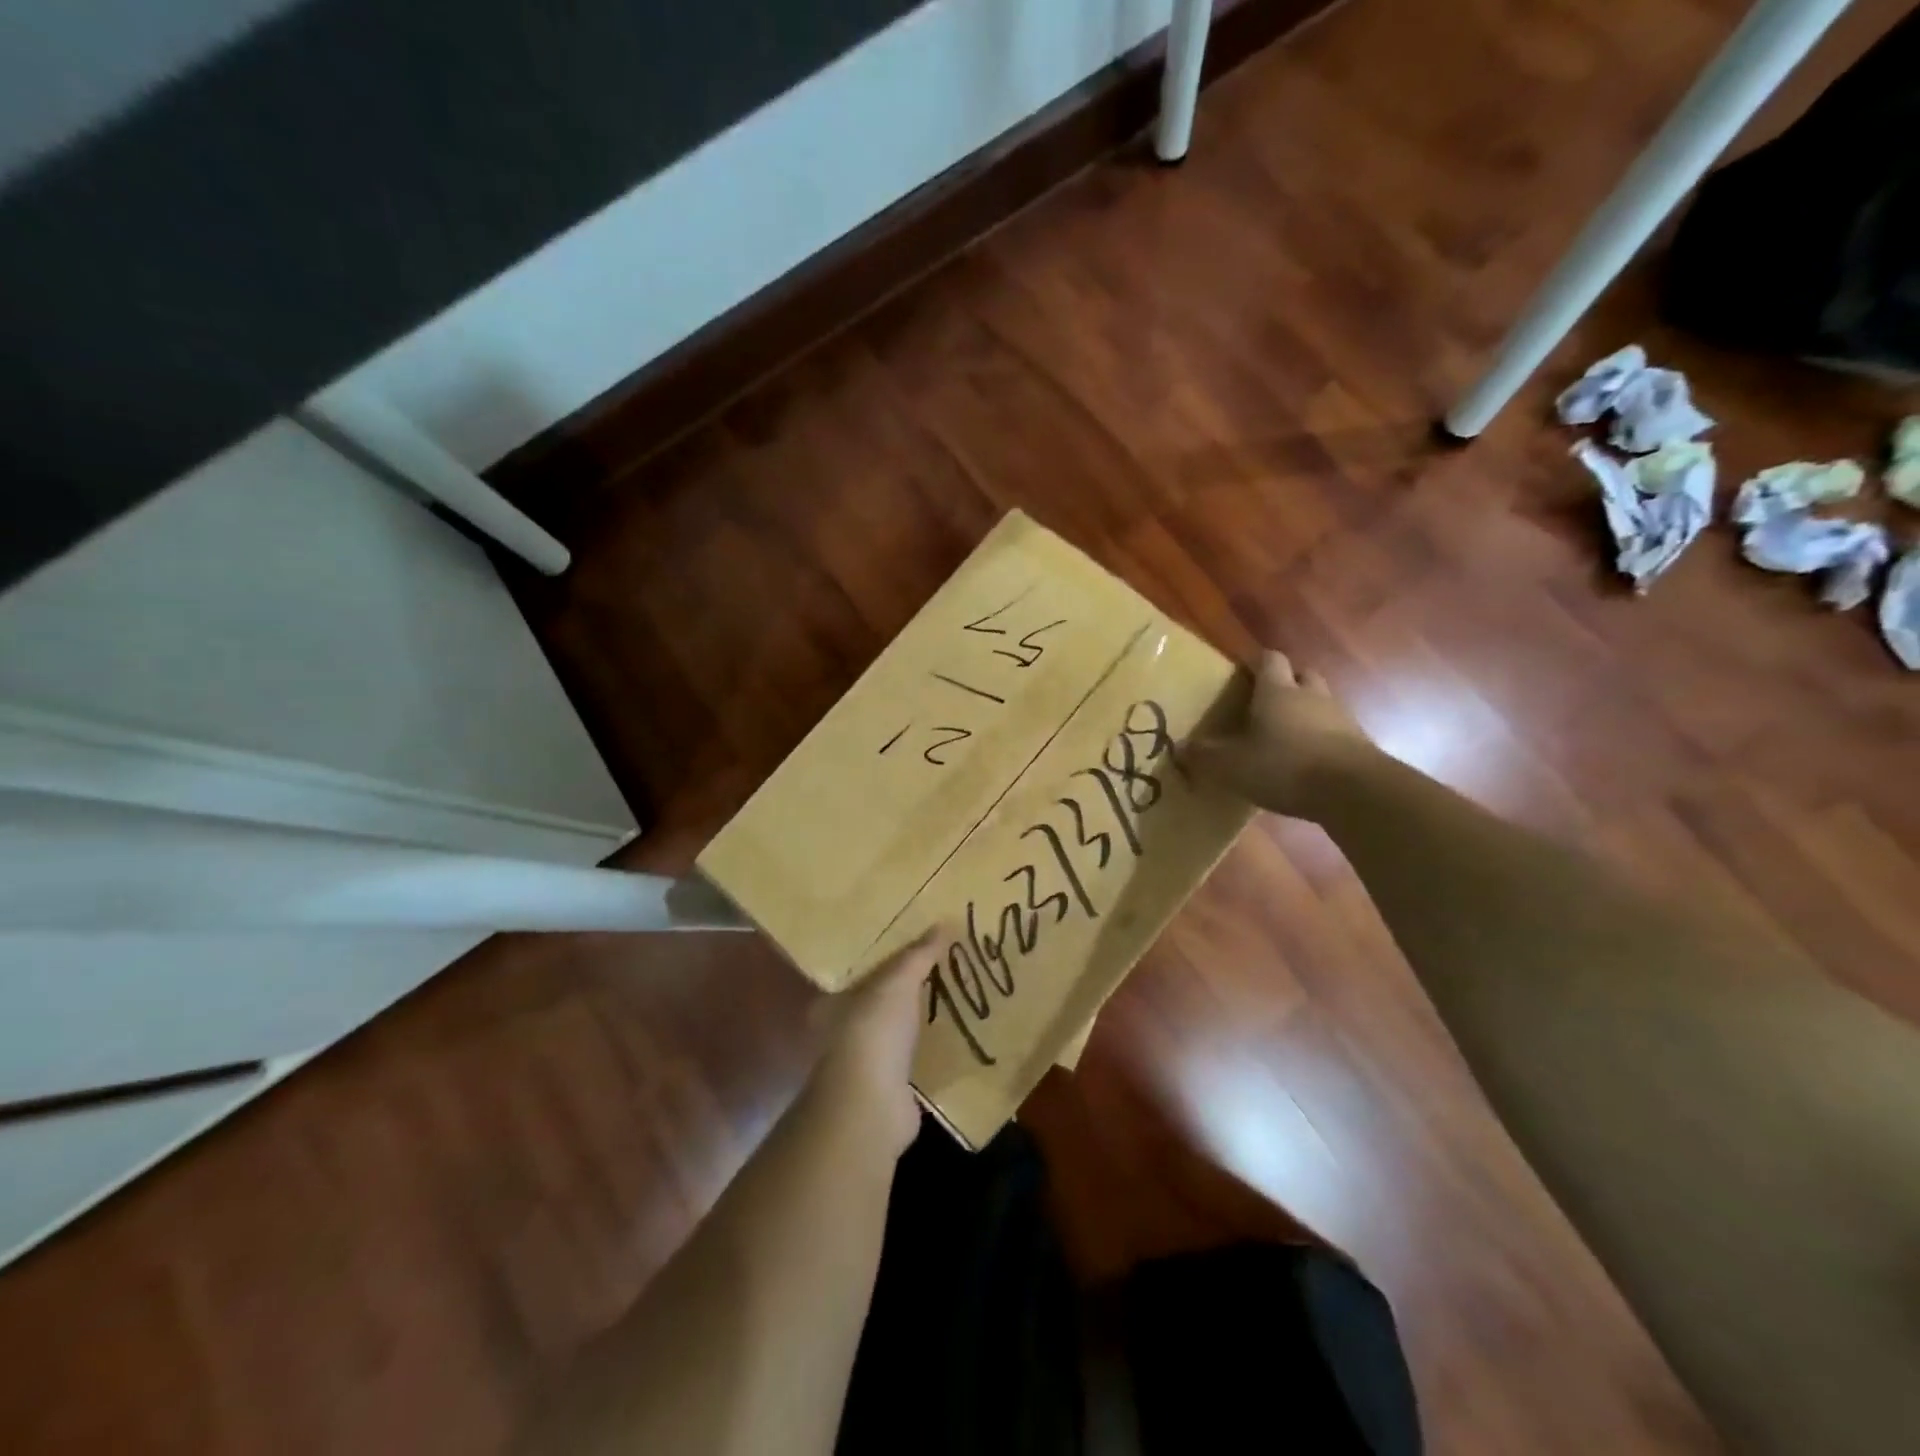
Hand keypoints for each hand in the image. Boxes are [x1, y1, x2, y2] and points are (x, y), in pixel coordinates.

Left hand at [809, 929, 942, 1155]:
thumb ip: (918, 955)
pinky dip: (931, 1053)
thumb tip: (944, 923)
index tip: (913, 951)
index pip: (858, 976)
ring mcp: (866, 1066)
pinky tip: (955, 1042)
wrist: (872, 1103)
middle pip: (879, 1005)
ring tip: (954, 1002)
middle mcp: (844, 1035)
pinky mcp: (890, 1091)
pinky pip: (915, 1062)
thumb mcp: (897, 981)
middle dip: (906, 992)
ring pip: (897, 1034)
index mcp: (834, 1005)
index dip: (883, 962)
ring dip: (920, 1023)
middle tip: (941, 972)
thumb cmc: (873, 1030)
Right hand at [1186, 650, 1373, 819]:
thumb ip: (1206, 755)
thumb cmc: (1284, 765)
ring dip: (1306, 712)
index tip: (1242, 671)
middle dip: (1286, 682)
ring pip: (1321, 703)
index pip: (1269, 659)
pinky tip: (1307, 762)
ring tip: (1285, 736)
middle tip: (1266, 701)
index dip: (1256, 662)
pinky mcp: (1359, 745)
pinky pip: (1336, 732)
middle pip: (1302, 675)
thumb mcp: (1232, 765)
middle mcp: (1311, 695)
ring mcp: (1341, 718)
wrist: (1354, 791)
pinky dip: (1321, 740)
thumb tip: (1181, 747)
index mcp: (1277, 691)